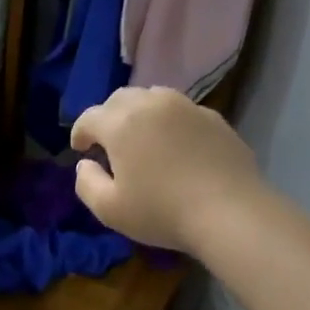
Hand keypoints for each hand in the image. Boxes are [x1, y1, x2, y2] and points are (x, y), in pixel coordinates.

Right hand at [70, 87, 267, 254]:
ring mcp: (186, 107)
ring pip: (152, 97)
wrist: (229, 211)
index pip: (89, 117)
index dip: (80, 133)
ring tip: (141, 137)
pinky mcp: (214, 118)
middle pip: (120, 99)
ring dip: (138, 113)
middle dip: (107, 117)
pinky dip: (168, 121)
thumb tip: (85, 164)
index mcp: (121, 123)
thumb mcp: (109, 209)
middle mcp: (152, 104)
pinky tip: (174, 146)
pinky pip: (181, 110)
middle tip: (108, 143)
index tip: (81, 151)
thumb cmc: (161, 212)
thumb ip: (86, 183)